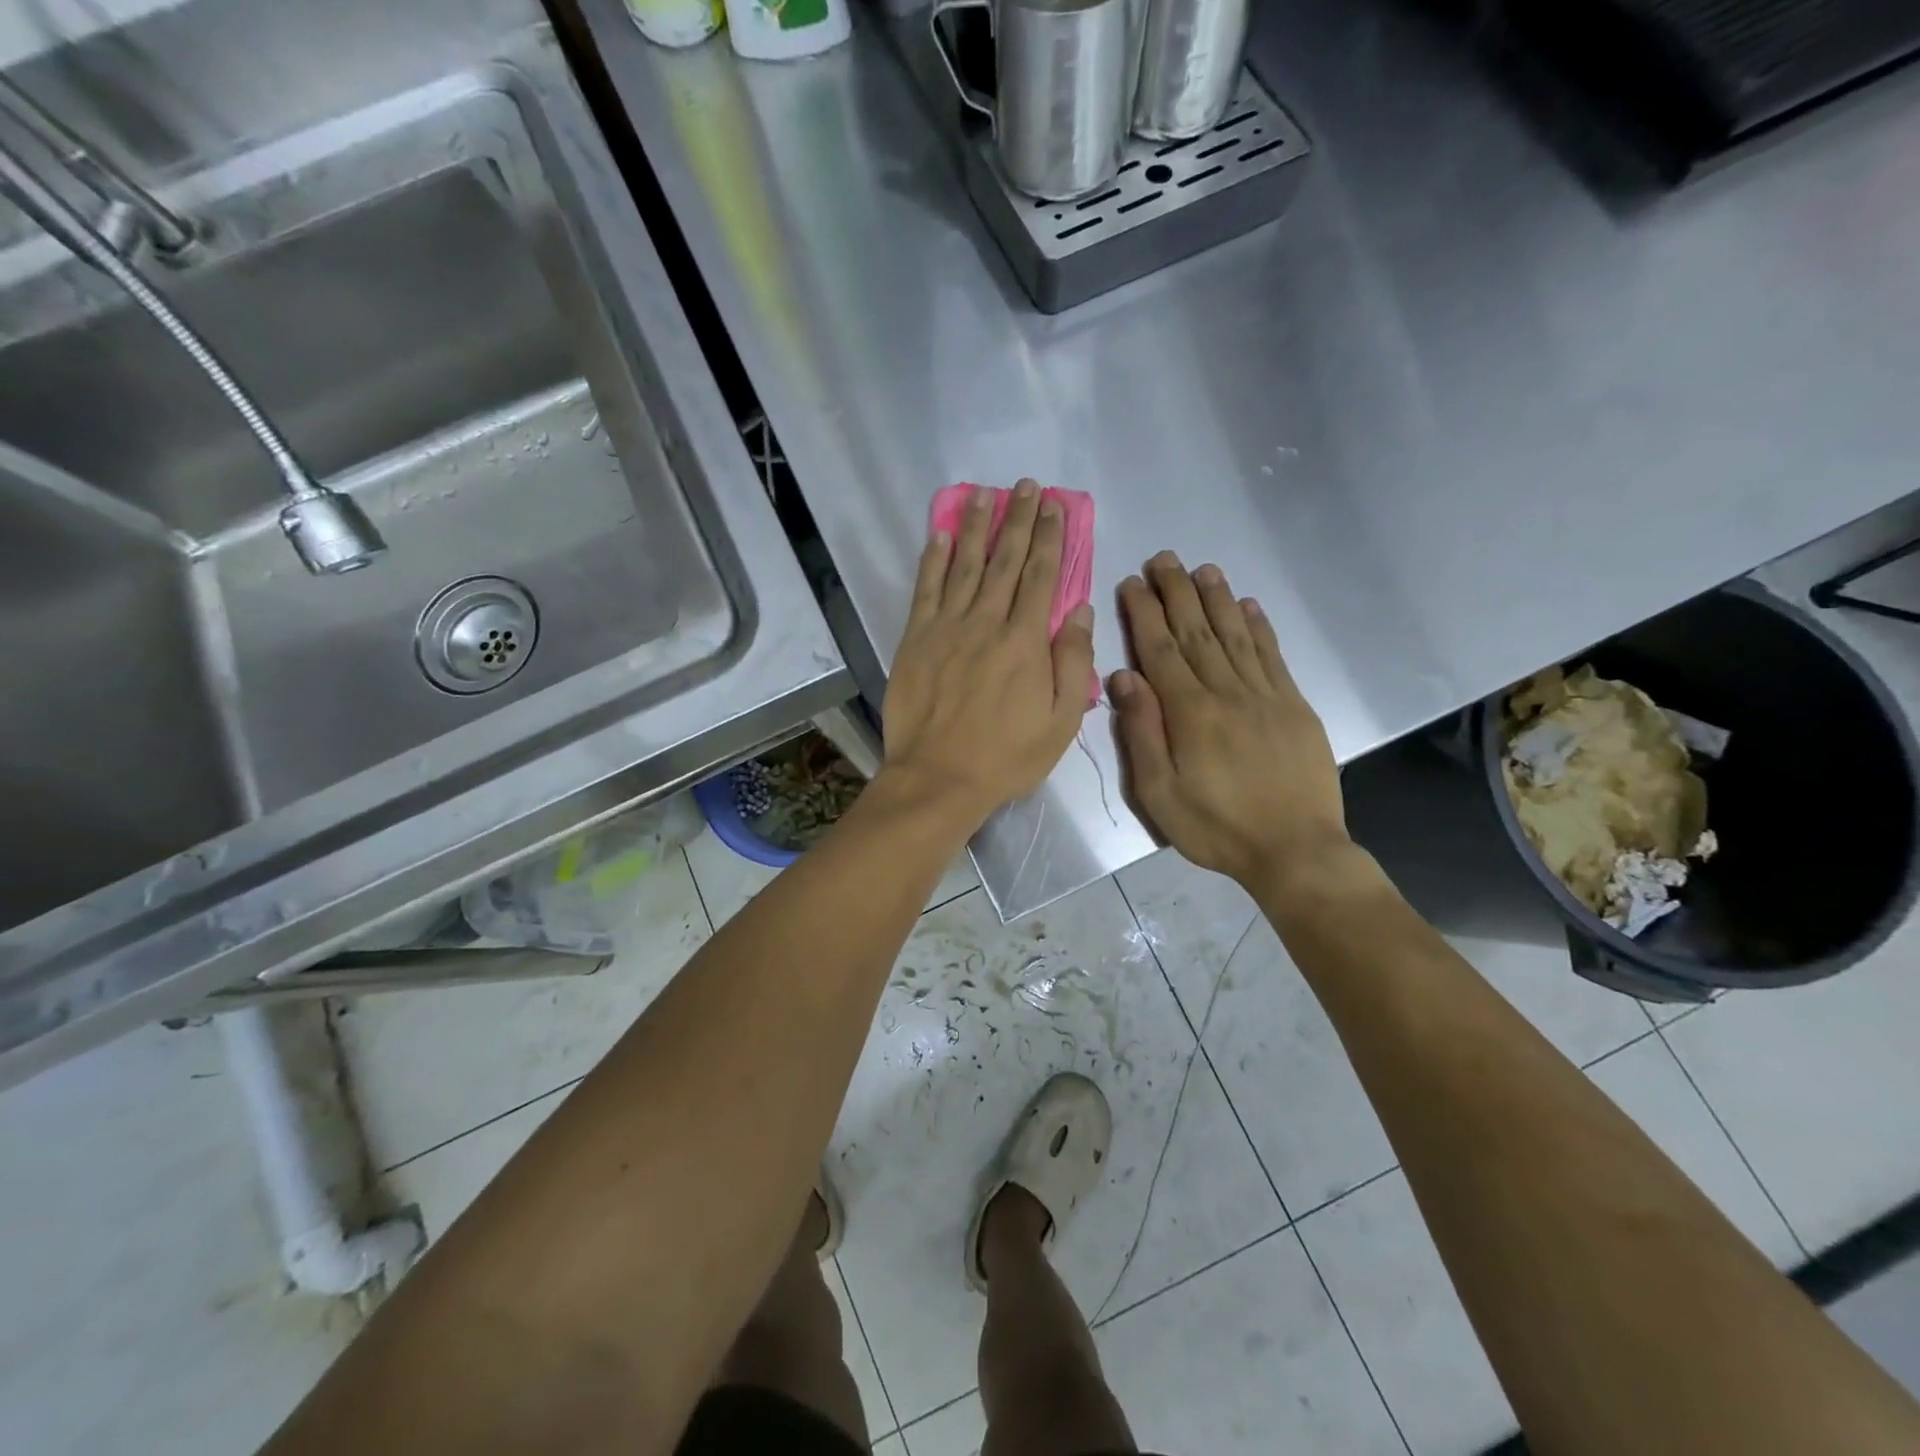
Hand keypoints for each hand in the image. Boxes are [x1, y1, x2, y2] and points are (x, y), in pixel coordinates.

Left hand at [880, 480, 1094, 828]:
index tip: (1055, 507)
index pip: (1042, 576)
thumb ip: (1073, 663)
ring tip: (984, 494)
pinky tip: (939, 534)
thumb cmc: (1005, 756)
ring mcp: (946, 627)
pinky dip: (932, 559)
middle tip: (1026, 486)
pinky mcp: (916, 639)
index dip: (1050, 538)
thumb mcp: (1060, 722)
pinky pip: (925, 589)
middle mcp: (986, 622)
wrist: (938, 777)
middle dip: (1018, 519)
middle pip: (1005, 560)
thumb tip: (1080, 611)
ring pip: (964, 564)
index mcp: (1025, 642)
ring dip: (975, 526)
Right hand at [1110, 553, 1348, 889]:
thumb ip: (1141, 733)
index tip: (1132, 581)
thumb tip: (1124, 678)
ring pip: (1236, 636)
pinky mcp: (1294, 707)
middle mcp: (1227, 692)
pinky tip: (1249, 607)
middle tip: (1164, 558)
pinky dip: (1260, 628)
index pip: (1160, 650)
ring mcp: (1266, 696)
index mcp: (1190, 713)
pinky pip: (1273, 657)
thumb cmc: (1216, 828)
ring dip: (1218, 599)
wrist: (1295, 850)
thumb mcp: (1159, 794)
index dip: (1145, 613)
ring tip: (1203, 569)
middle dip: (1178, 592)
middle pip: (1197, 631)